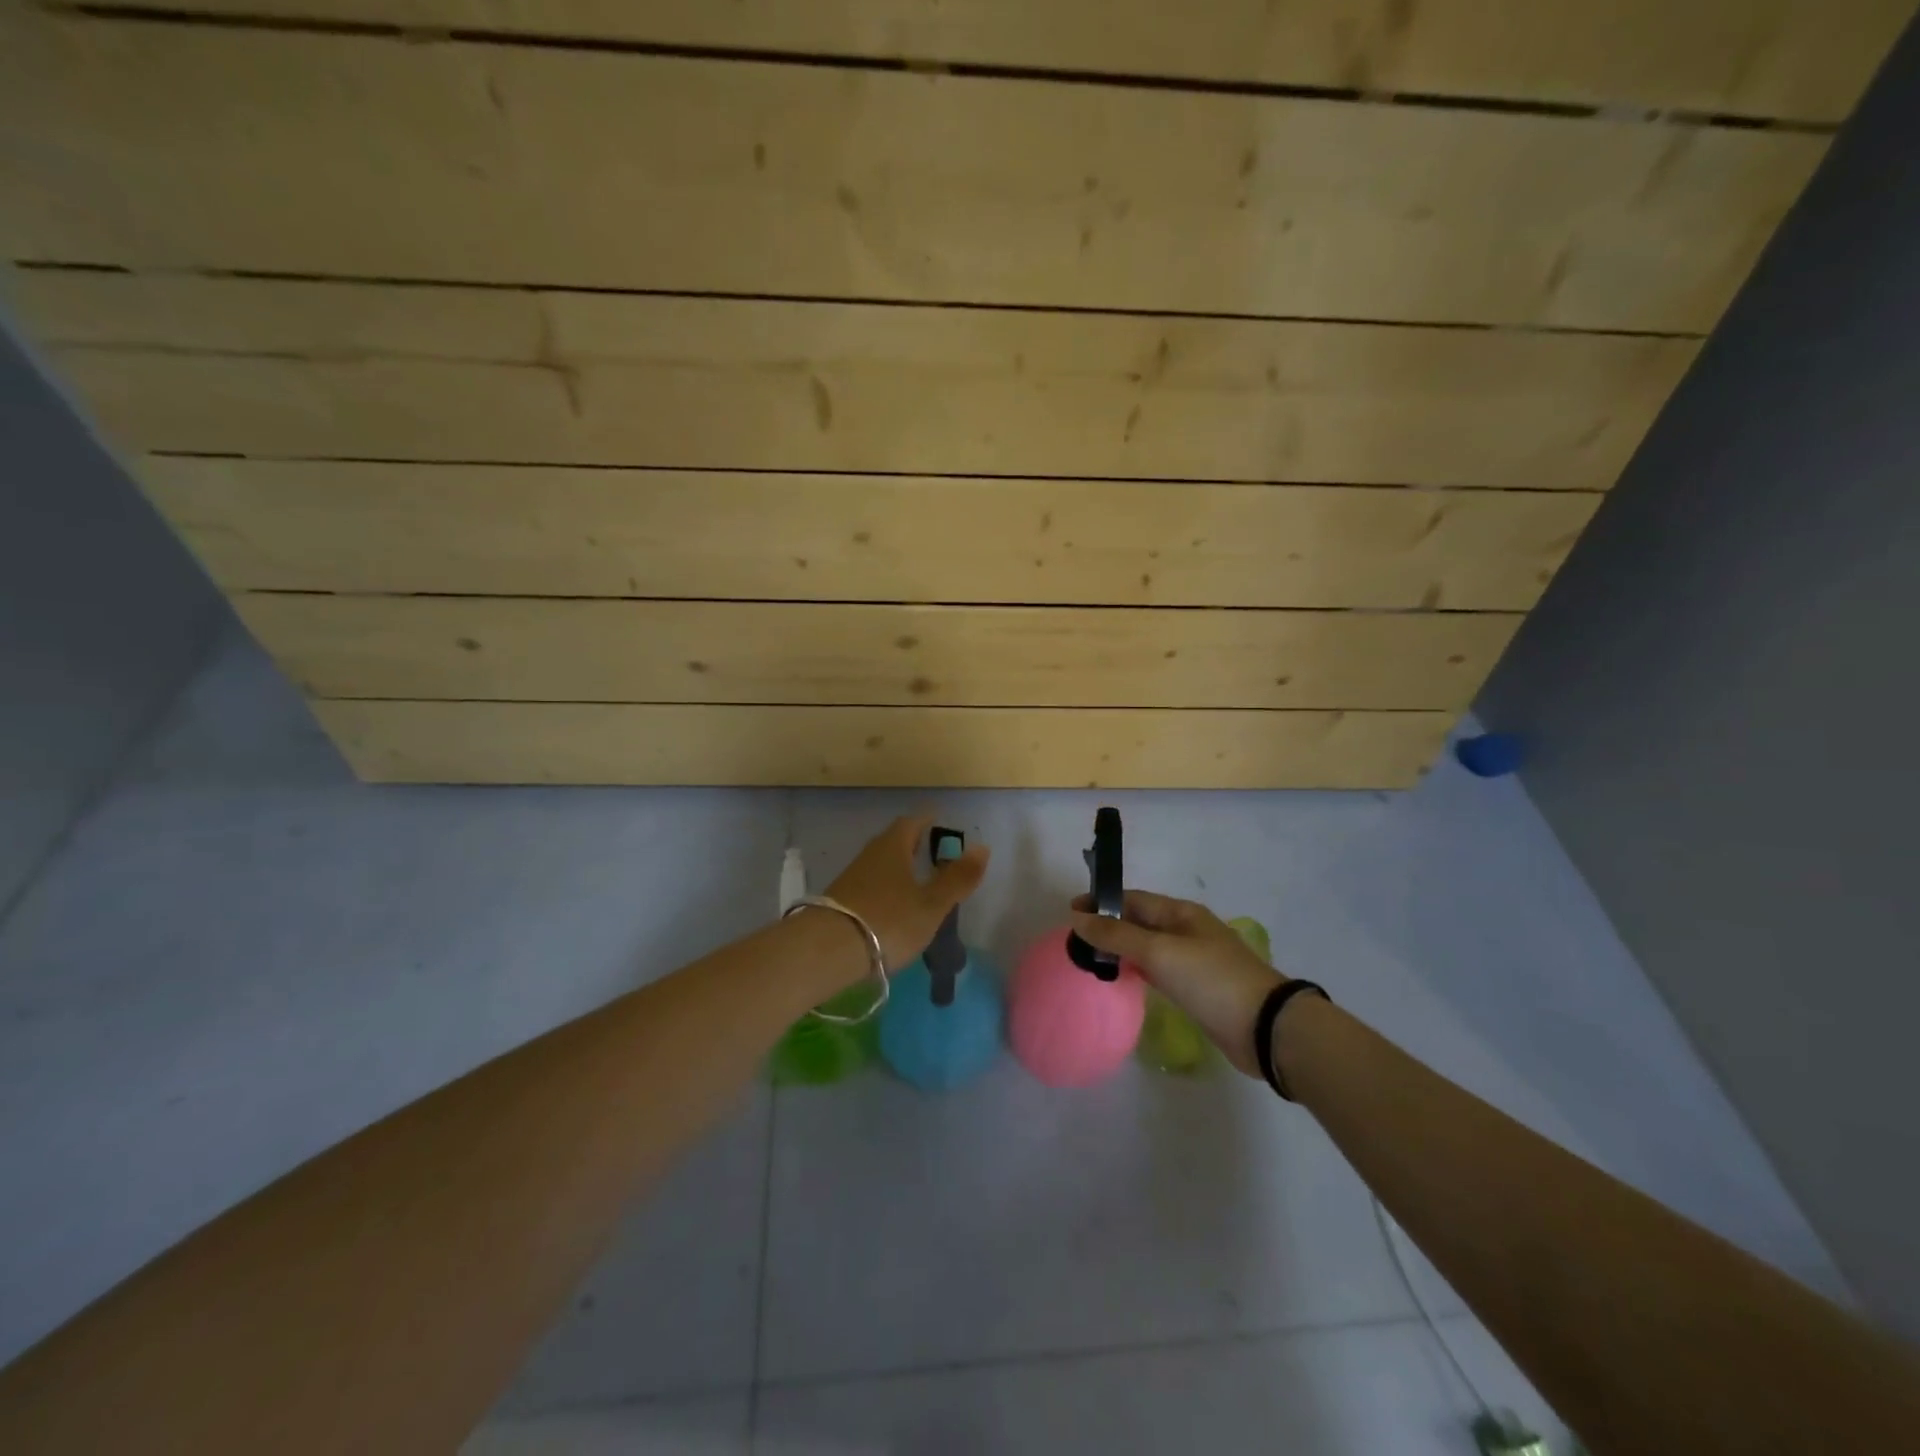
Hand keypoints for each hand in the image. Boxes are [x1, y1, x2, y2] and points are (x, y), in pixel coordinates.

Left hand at [824, 816, 990, 972]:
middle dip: (912, 843)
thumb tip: (982, 847)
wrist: (826, 951)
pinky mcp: (839, 901)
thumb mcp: (931, 904)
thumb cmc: (888, 921)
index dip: (927, 821)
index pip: (912, 823)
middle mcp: (870, 854)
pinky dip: (884, 888)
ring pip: (880, 864)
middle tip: (930, 848)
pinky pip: (868, 885)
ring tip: (915, 879)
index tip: (939, 820)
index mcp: (893, 847)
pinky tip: (891, 906)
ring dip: (897, 867)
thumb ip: (957, 878)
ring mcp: (851, 878)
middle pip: (894, 841)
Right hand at [1070, 890, 1285, 1076]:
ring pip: (1149, 948)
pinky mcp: (1197, 989)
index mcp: (1181, 913)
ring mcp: (1194, 961)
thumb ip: (1117, 935)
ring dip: (1122, 949)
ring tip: (1092, 960)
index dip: (1102, 902)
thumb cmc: (1210, 980)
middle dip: (1109, 925)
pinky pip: (1159, 971)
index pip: (1133, 899)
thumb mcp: (1159, 952)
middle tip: (1076, 940)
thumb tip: (1078, 918)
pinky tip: (1124, 980)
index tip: (1071, 912)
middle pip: (1140, 922)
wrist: (1265, 1028)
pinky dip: (1138, 970)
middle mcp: (1187, 931)